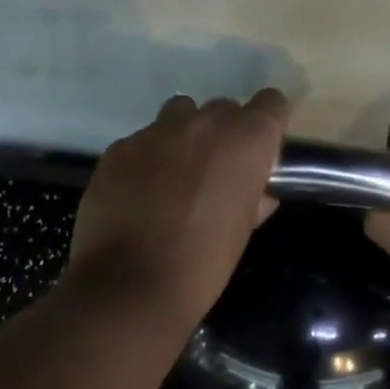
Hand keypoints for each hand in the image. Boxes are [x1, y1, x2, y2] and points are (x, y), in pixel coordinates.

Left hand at [67, 90, 290, 327]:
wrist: (129, 285)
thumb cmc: (202, 265)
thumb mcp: (241, 233)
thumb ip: (253, 200)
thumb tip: (258, 194)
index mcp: (244, 143)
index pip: (270, 103)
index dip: (268, 124)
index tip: (261, 150)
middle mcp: (203, 124)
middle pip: (224, 108)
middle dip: (224, 134)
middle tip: (215, 172)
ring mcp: (155, 132)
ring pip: (180, 114)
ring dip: (185, 136)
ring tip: (175, 174)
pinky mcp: (119, 148)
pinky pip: (143, 140)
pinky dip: (148, 158)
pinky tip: (139, 192)